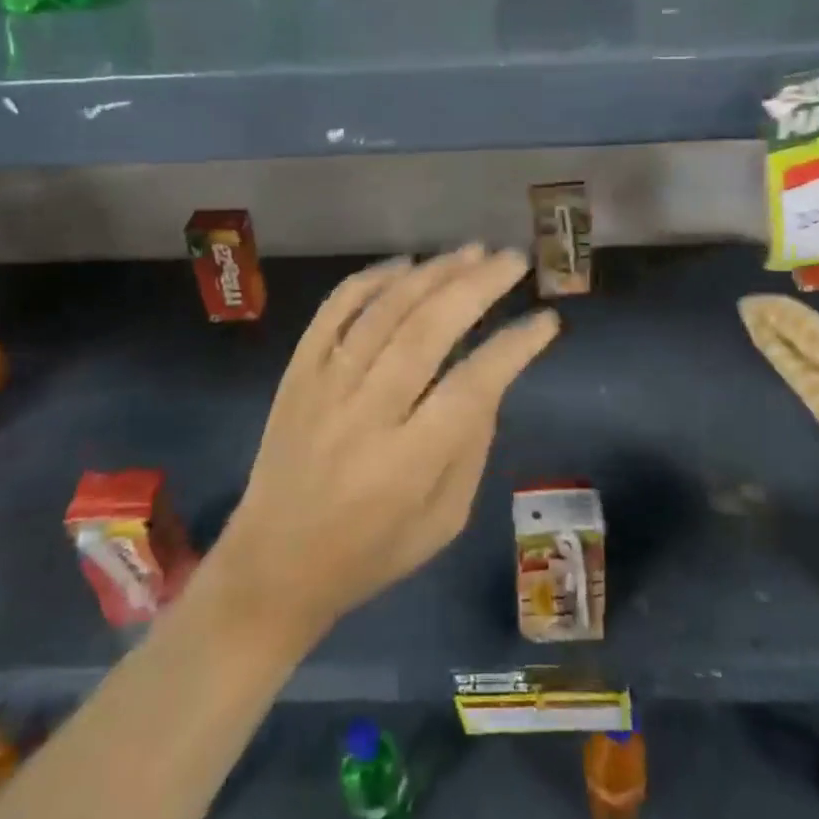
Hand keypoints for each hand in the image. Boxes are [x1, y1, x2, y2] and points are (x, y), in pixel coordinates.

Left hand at [216, 245, 557, 645]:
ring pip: (383, 311)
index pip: (472, 385)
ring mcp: (324, 386)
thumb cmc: (369, 553)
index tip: (546, 320)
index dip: (514, 346)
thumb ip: (471, 448)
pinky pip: (332, 311)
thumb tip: (490, 378)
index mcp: (407, 463)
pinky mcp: (297, 373)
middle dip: (477, 287)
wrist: (273, 566)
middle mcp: (365, 414)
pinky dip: (369, 280)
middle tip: (513, 260)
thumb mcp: (442, 522)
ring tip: (471, 252)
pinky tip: (404, 264)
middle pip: (427, 331)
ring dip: (431, 274)